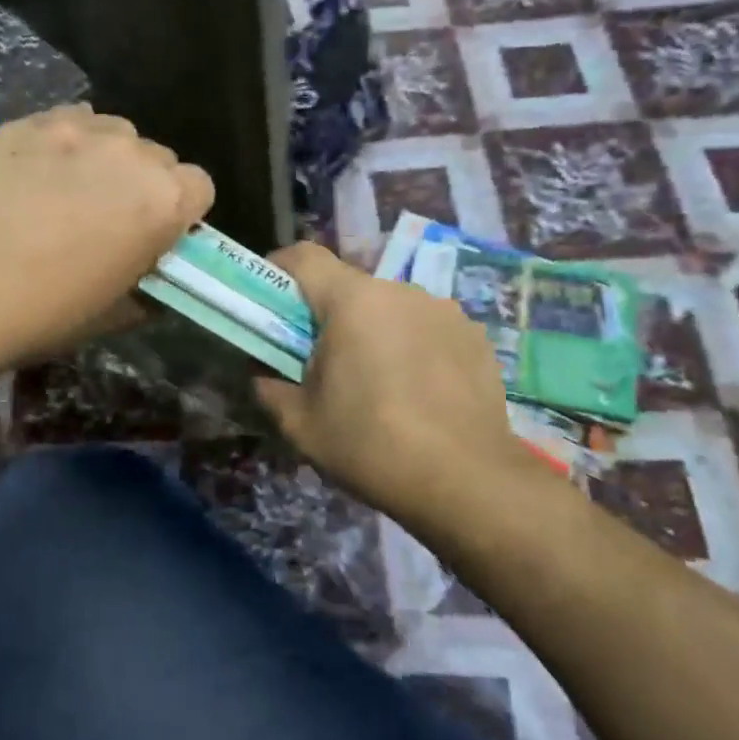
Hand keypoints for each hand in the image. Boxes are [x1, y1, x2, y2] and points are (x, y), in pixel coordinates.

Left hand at [0, 105, 213, 368]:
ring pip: (113, 131)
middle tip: (107, 215)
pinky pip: (66, 120)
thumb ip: (145, 287)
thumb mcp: (115, 313)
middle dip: (142, 182)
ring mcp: (78, 131)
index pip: (200, 186)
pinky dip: (62, 141)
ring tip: (68, 186)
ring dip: (105, 156)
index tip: (155, 232)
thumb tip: (147, 280)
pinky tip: (35, 171)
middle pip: (158, 157)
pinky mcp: (29, 122)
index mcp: (165, 201)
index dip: (180, 210)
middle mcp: (132, 154)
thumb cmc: (49, 311)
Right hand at [254, 243, 554, 531]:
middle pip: (350, 286)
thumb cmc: (371, 446)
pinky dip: (413, 346)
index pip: (305, 256)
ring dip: (374, 330)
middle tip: (322, 360)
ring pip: (391, 308)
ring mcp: (444, 310)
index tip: (270, 299)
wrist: (467, 482)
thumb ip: (270, 387)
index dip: (280, 268)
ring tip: (378, 382)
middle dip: (329, 314)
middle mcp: (400, 291)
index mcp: (352, 301)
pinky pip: (428, 328)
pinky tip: (419, 392)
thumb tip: (263, 373)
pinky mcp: (475, 336)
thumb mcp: (301, 424)